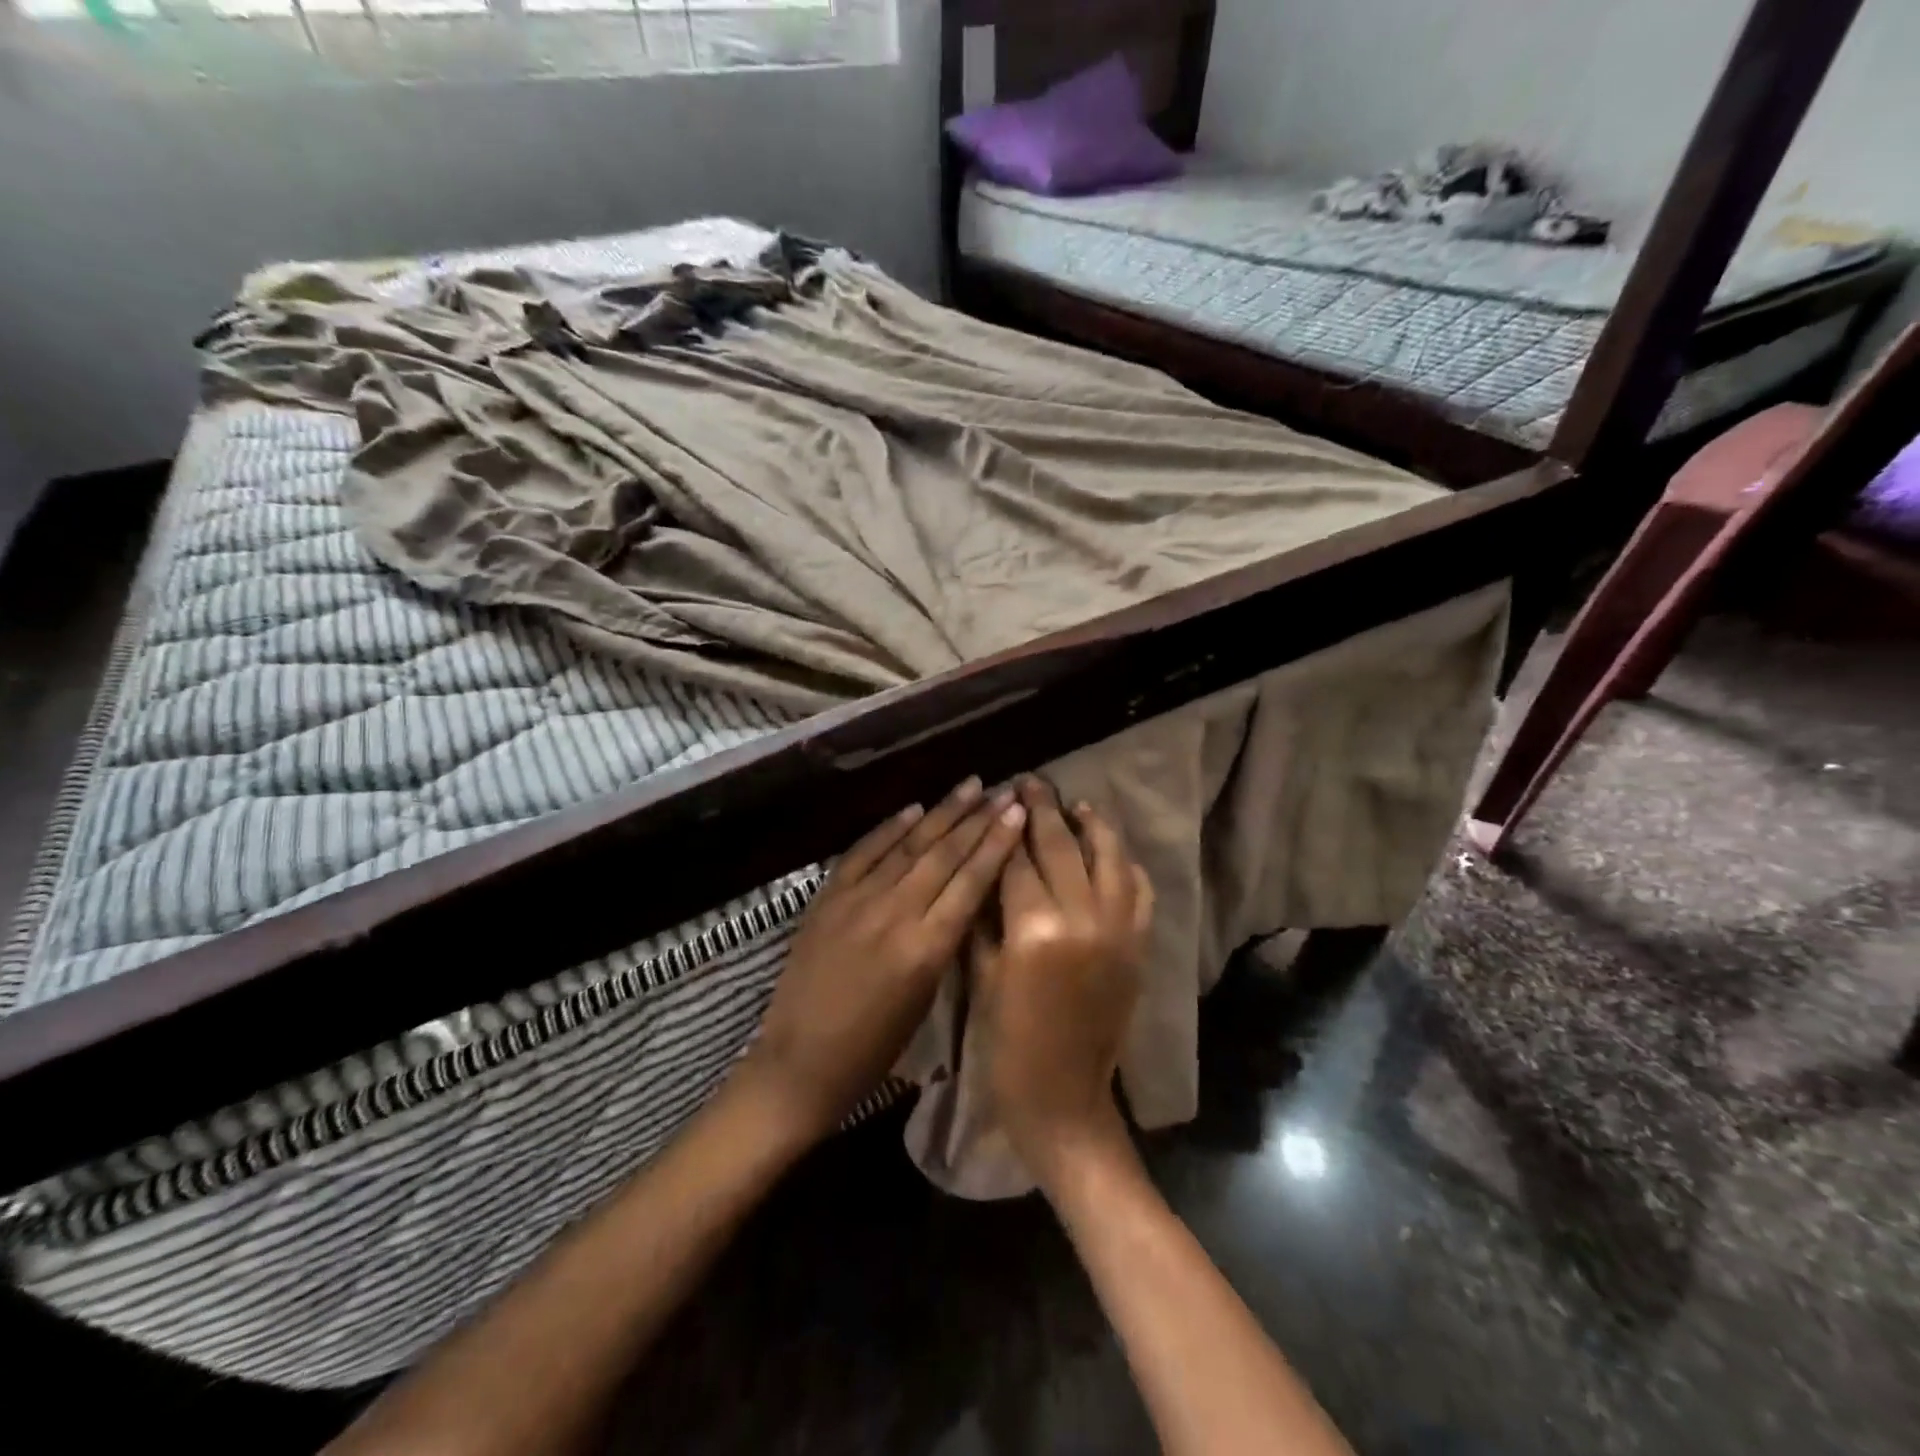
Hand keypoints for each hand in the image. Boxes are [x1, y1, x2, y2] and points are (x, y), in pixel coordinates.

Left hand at [743, 777, 1028, 1142]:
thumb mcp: (926, 998)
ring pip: (908, 846)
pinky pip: (863, 852)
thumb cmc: (875, 1048)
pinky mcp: (827, 898)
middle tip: (1003, 790)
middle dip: (978, 819)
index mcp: (927, 947)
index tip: (1018, 811)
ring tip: (968, 785)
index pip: (971, 881)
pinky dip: (889, 828)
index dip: (997, 843)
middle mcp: (895, 913)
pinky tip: (913, 808)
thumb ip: (947, 942)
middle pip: (944, 855)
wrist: (801, 1061)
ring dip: (941, 812)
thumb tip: (966, 896)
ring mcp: (857, 900)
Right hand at [971, 778, 1153, 1184]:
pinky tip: (1110, 849)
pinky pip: (1138, 890)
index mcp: (1033, 930)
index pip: (1016, 862)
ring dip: (1091, 825)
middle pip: (1061, 848)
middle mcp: (1081, 919)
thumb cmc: (1007, 1045)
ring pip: (1108, 858)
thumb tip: (988, 866)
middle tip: (1030, 781)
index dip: (1004, 828)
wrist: (1064, 1100)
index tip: (998, 797)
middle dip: (1042, 810)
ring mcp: (1118, 930)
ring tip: (1075, 803)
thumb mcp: (981, 977)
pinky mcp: (1137, 946)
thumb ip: (985, 917)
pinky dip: (1125, 863)